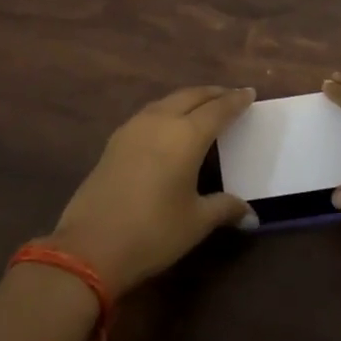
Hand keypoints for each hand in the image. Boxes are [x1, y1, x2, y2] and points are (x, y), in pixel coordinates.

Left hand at [49, 85, 256, 293]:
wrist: (89, 247)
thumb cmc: (153, 232)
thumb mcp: (196, 222)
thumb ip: (224, 208)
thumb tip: (250, 213)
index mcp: (186, 135)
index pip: (218, 109)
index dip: (235, 101)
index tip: (249, 93)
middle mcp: (160, 122)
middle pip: (191, 96)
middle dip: (213, 93)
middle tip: (230, 95)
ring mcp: (133, 129)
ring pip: (167, 101)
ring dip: (188, 99)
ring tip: (202, 106)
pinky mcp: (114, 142)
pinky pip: (149, 114)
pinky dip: (167, 110)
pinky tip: (169, 125)